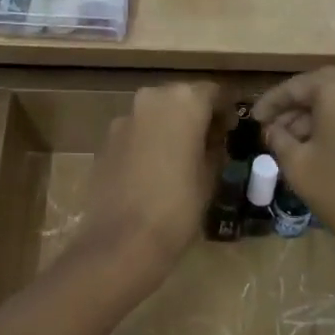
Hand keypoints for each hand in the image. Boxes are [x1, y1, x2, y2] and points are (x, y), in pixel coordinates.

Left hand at [72, 81, 222, 283]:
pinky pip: (134, 135)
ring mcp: (122, 120)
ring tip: (180, 160)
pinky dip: (146, 145)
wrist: (122, 241)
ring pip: (154, 116)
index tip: (231, 132)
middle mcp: (150, 99)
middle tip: (207, 144)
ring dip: (168, 130)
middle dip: (194, 117)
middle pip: (180, 99)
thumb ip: (214, 149)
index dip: (225, 111)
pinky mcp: (104, 143)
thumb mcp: (210, 177)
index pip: (213, 93)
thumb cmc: (178, 207)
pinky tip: (153, 173)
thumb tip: (213, 140)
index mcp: (183, 101)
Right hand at [253, 68, 334, 262]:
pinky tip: (318, 149)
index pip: (297, 85)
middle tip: (271, 127)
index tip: (253, 118)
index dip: (271, 101)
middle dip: (294, 107)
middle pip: (321, 89)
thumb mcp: (297, 164)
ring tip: (290, 142)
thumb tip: (272, 128)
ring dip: (314, 117)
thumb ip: (279, 138)